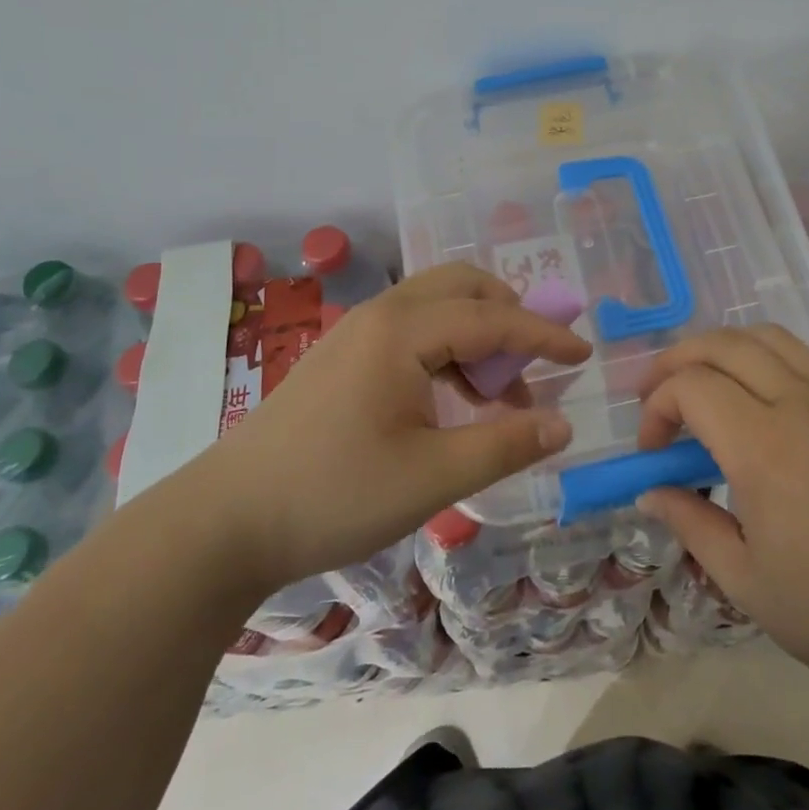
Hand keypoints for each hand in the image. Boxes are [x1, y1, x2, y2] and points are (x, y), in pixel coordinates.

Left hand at [188, 264, 590, 592]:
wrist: (223, 522)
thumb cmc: (333, 494)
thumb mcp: (432, 477)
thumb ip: (505, 445)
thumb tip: (562, 424)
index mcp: (403, 332)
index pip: (493, 319)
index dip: (544, 337)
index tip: (585, 354)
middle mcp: (381, 315)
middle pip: (462, 287)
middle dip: (509, 315)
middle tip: (536, 363)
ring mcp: (356, 333)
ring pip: (436, 307)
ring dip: (479, 335)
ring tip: (499, 396)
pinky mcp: (343, 357)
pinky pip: (412, 332)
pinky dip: (448, 352)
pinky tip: (454, 403)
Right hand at [634, 326, 808, 704]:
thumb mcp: (742, 578)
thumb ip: (688, 522)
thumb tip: (648, 492)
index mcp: (764, 448)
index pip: (691, 388)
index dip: (656, 410)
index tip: (650, 455)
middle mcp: (796, 406)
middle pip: (721, 345)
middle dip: (674, 362)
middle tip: (652, 400)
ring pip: (761, 336)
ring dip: (716, 347)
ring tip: (695, 382)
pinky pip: (796, 353)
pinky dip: (757, 352)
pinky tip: (747, 390)